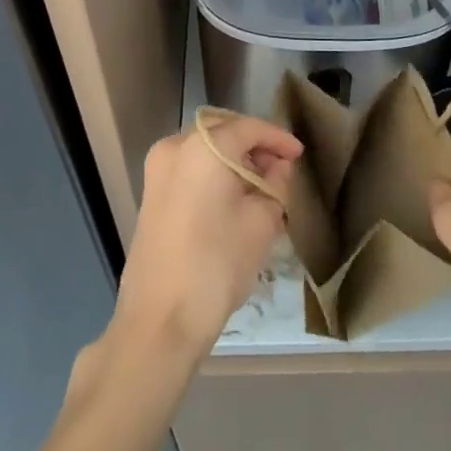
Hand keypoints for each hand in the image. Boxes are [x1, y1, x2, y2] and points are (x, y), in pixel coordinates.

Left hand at [110, 114, 303, 356]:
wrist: (160, 322)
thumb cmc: (216, 265)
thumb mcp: (261, 222)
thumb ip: (275, 185)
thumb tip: (278, 168)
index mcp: (202, 146)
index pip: (248, 128)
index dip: (278, 139)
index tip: (299, 155)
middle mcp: (174, 148)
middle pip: (223, 135)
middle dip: (254, 149)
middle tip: (282, 171)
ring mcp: (157, 172)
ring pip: (206, 153)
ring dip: (234, 163)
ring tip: (263, 189)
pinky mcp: (151, 196)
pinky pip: (191, 171)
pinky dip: (214, 177)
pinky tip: (236, 201)